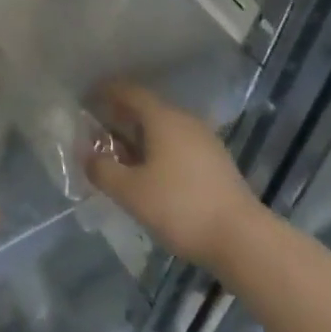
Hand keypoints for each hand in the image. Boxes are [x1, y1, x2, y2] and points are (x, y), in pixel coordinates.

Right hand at [87, 81, 260, 267]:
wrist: (244, 240)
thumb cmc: (181, 207)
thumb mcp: (131, 192)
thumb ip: (103, 170)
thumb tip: (86, 155)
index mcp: (162, 117)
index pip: (129, 91)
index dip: (106, 91)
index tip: (87, 98)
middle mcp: (184, 120)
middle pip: (147, 109)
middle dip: (121, 117)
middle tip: (99, 131)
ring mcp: (205, 141)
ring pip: (164, 129)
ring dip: (141, 137)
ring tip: (123, 157)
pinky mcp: (217, 163)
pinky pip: (179, 145)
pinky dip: (160, 151)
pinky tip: (153, 175)